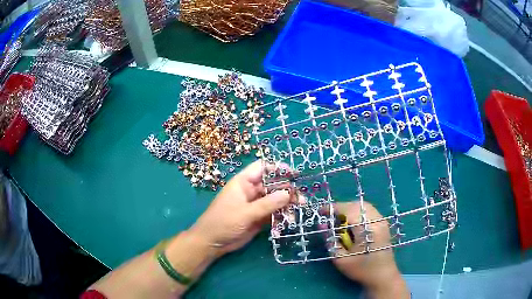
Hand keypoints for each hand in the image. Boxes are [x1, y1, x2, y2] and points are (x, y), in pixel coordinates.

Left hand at [189, 160, 291, 256]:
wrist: (212, 242)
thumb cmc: (223, 222)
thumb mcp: (245, 213)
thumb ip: (267, 204)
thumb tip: (288, 193)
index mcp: (243, 183)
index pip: (262, 168)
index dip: (278, 168)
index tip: (294, 174)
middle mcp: (251, 191)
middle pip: (272, 184)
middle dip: (287, 189)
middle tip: (300, 197)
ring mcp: (256, 205)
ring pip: (275, 199)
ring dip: (287, 202)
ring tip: (300, 207)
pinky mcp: (259, 218)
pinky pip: (274, 212)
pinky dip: (283, 214)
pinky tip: (291, 219)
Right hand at [331, 202, 409, 298]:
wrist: (383, 276)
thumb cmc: (361, 270)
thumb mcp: (341, 259)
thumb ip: (331, 240)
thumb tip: (322, 224)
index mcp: (367, 229)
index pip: (348, 210)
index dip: (333, 208)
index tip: (320, 211)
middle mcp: (377, 220)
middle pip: (356, 205)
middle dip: (340, 208)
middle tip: (329, 217)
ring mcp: (382, 220)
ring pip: (363, 206)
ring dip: (349, 209)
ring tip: (339, 220)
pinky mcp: (383, 223)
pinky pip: (368, 211)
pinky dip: (357, 212)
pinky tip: (351, 222)